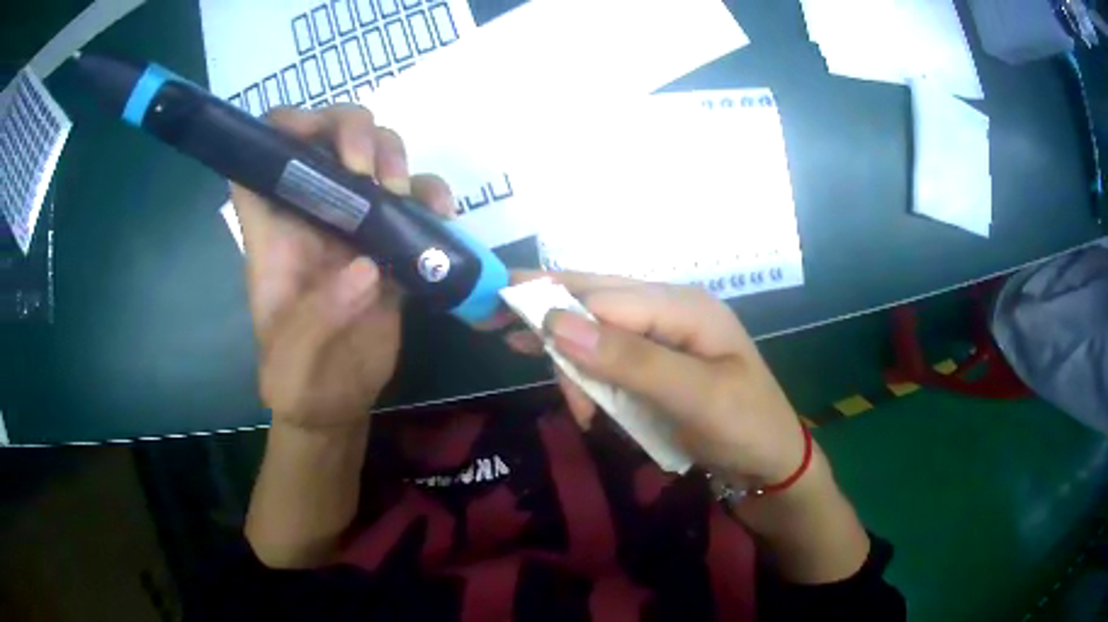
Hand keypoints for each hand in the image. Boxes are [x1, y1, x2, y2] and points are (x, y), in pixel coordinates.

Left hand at [234, 105, 456, 430]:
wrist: (338, 401)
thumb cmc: (299, 383)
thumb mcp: (292, 364)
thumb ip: (317, 319)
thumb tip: (368, 267)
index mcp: (274, 233)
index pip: (258, 162)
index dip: (278, 131)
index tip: (310, 135)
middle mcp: (311, 216)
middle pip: (323, 136)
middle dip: (348, 127)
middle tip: (367, 168)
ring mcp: (354, 224)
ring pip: (372, 152)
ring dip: (393, 153)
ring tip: (401, 192)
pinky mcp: (391, 241)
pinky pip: (414, 197)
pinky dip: (431, 194)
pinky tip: (442, 215)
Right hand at [507, 272, 805, 486]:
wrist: (770, 465)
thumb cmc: (744, 427)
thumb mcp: (694, 396)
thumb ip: (630, 358)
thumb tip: (556, 322)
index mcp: (684, 306)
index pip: (604, 297)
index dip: (553, 306)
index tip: (504, 322)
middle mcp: (670, 311)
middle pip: (595, 300)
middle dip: (545, 308)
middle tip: (492, 318)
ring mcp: (663, 338)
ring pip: (597, 329)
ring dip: (565, 350)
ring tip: (517, 351)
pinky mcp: (656, 365)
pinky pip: (609, 358)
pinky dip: (585, 373)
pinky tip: (573, 389)